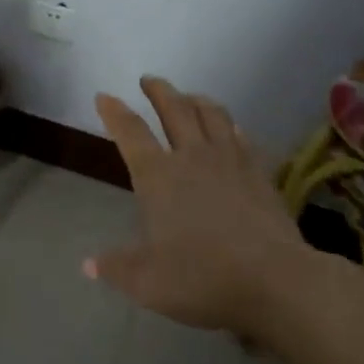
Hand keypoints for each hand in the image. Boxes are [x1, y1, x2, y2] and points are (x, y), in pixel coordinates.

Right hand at [88, 77, 307, 336]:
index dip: (114, 112)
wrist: (276, 281)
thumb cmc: (203, 278)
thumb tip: (87, 264)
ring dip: (195, 99)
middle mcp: (192, 157)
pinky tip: (231, 129)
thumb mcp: (147, 282)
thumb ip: (116, 268)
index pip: (131, 132)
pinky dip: (230, 126)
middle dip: (158, 91)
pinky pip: (242, 137)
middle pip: (174, 109)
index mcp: (159, 176)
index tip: (104, 97)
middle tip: (148, 80)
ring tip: (188, 96)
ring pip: (212, 114)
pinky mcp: (259, 173)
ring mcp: (230, 161)